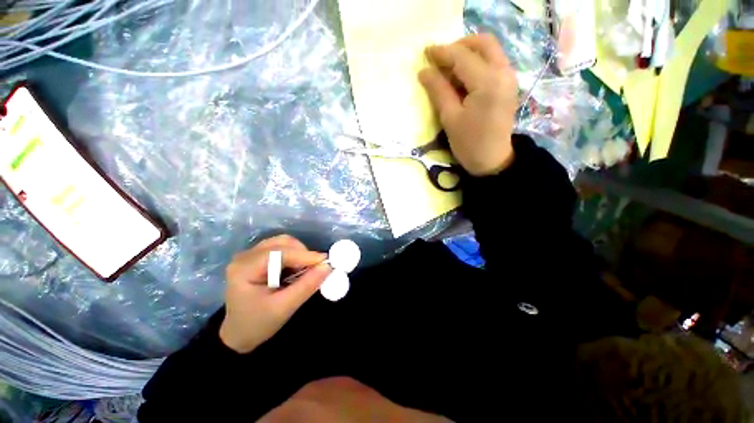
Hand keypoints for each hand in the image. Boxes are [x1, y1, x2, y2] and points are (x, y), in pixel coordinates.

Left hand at [220, 235, 330, 353]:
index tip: (326, 262)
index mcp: (245, 268)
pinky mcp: (257, 257)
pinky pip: (281, 248)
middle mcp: (245, 256)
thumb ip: (307, 285)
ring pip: (283, 243)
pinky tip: (296, 269)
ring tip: (305, 270)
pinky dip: (294, 256)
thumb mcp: (284, 308)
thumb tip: (328, 266)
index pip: (280, 253)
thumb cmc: (257, 324)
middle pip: (282, 243)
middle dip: (303, 254)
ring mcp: (250, 255)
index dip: (305, 255)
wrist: (238, 334)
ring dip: (299, 254)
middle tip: (315, 269)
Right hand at [419, 34, 517, 175]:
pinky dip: (477, 63)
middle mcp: (504, 72)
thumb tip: (424, 71)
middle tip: (441, 60)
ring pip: (490, 51)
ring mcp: (509, 77)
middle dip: (460, 46)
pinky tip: (463, 78)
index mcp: (488, 82)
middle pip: (483, 43)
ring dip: (468, 54)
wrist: (492, 160)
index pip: (463, 57)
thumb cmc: (469, 143)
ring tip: (449, 70)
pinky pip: (493, 63)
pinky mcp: (508, 85)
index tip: (425, 53)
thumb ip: (438, 91)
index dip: (442, 53)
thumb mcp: (450, 118)